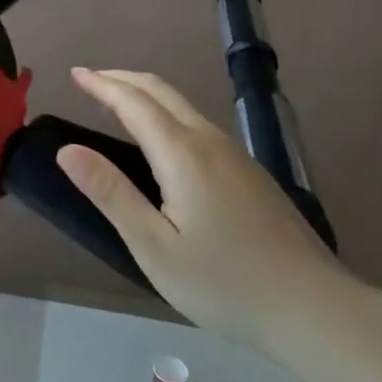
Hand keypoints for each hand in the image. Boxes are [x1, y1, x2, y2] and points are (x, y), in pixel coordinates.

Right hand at [56, 67, 355, 346]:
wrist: (314, 307)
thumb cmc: (224, 284)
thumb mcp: (154, 247)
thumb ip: (110, 194)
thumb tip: (67, 151)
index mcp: (182, 153)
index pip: (133, 102)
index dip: (101, 85)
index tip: (75, 73)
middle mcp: (209, 140)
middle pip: (160, 91)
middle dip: (122, 79)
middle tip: (89, 79)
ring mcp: (235, 154)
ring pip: (182, 105)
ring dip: (145, 94)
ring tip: (116, 102)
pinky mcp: (250, 171)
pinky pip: (197, 123)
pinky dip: (166, 112)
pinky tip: (161, 137)